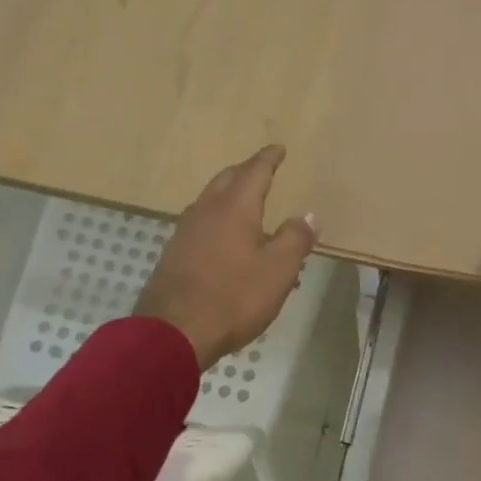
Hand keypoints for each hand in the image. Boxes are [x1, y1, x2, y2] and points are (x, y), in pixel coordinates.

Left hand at [135, 145, 316, 369]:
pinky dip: (217, 218)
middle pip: (227, 179)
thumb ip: (295, 239)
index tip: (278, 148)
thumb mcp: (277, 270)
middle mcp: (206, 210)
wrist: (172, 332)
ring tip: (245, 203)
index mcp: (235, 207)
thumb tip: (307, 215)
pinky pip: (200, 223)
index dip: (268, 159)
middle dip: (246, 171)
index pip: (255, 171)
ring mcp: (185, 231)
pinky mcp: (174, 253)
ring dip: (229, 194)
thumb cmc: (233, 297)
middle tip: (262, 170)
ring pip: (210, 200)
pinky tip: (222, 237)